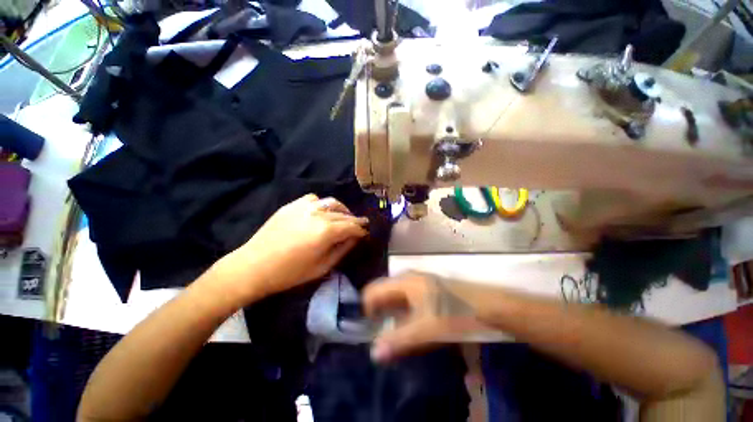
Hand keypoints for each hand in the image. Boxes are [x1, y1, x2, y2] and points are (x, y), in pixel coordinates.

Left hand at [214, 194, 368, 302]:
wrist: (253, 266)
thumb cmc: (290, 273)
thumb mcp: (322, 267)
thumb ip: (342, 250)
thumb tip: (355, 238)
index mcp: (326, 231)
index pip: (352, 226)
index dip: (361, 230)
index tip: (367, 233)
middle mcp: (319, 214)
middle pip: (344, 214)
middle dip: (355, 220)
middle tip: (361, 225)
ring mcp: (304, 207)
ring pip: (332, 203)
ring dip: (342, 210)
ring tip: (344, 217)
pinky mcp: (292, 205)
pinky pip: (314, 199)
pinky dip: (323, 204)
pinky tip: (322, 212)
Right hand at [363, 272, 492, 362]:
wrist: (487, 307)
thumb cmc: (454, 314)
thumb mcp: (426, 329)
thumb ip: (399, 340)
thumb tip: (373, 353)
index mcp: (404, 281)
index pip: (374, 290)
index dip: (367, 309)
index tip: (368, 330)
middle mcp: (407, 279)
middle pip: (383, 293)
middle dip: (377, 313)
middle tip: (377, 335)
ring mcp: (418, 284)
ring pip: (395, 298)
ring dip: (389, 315)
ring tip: (389, 334)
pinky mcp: (426, 292)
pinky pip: (405, 301)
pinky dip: (401, 314)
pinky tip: (406, 327)